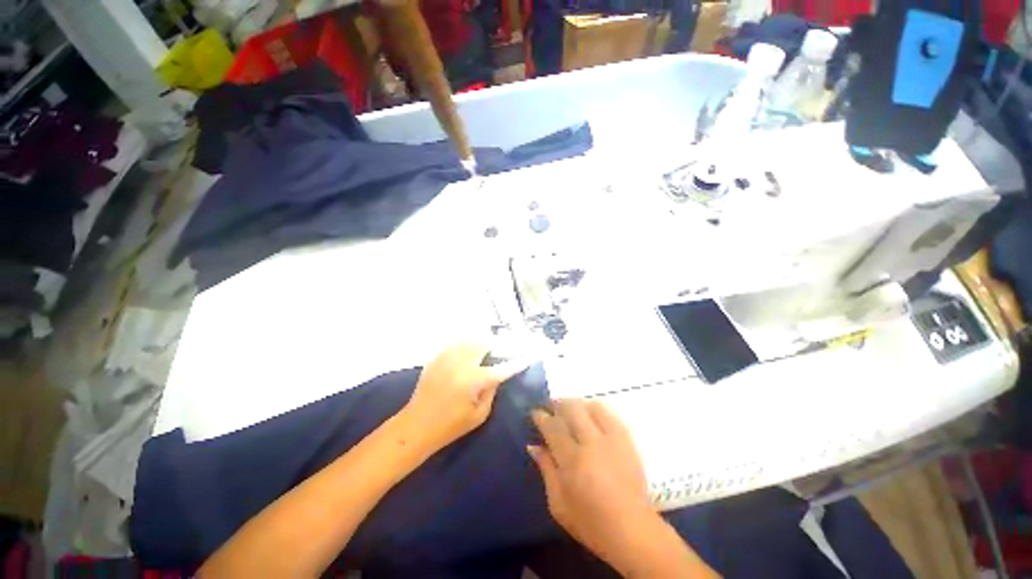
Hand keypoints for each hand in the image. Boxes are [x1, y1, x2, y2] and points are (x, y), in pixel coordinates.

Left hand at [402, 342, 526, 452]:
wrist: (415, 426)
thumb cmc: (449, 427)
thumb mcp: (478, 415)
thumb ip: (491, 391)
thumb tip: (498, 374)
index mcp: (473, 380)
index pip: (501, 368)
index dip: (516, 362)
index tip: (528, 357)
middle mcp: (461, 363)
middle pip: (484, 344)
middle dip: (498, 345)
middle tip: (505, 349)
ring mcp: (446, 358)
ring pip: (469, 340)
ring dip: (482, 342)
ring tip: (489, 348)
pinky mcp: (436, 358)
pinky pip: (455, 344)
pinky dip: (466, 344)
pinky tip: (469, 350)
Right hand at [528, 400, 656, 572]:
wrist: (632, 530)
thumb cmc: (590, 522)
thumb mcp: (558, 503)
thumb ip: (546, 469)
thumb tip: (534, 445)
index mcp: (573, 459)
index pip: (553, 426)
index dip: (541, 416)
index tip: (535, 412)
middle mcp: (592, 442)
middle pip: (572, 408)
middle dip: (558, 403)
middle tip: (551, 407)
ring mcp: (612, 438)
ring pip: (592, 406)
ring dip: (578, 404)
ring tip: (571, 411)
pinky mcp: (627, 440)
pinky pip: (610, 414)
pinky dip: (596, 411)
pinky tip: (591, 418)